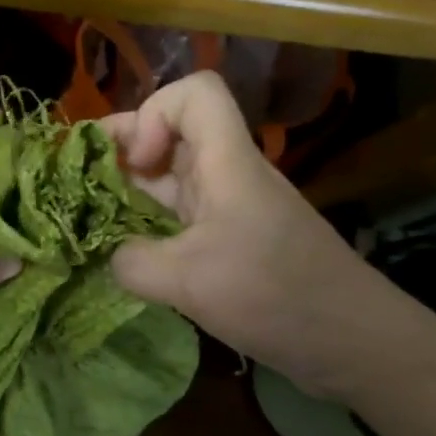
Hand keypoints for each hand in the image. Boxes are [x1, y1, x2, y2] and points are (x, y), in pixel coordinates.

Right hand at [101, 71, 404, 398]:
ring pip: (170, 175)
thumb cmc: (275, 296)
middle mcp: (227, 173)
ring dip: (130, 189)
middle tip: (81, 184)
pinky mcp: (230, 240)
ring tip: (90, 216)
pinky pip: (178, 214)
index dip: (155, 112)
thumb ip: (132, 262)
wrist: (354, 343)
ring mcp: (229, 207)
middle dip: (122, 150)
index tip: (136, 163)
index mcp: (226, 162)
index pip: (195, 93)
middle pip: (172, 131)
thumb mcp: (189, 282)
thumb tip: (107, 257)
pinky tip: (124, 251)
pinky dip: (146, 222)